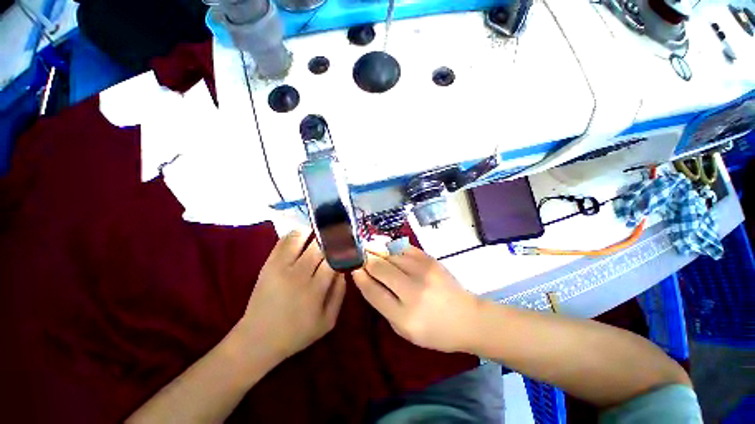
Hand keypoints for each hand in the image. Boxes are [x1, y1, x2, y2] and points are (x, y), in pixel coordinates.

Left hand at [239, 230, 345, 360]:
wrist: (258, 339)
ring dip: (312, 232)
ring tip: (319, 234)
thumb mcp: (328, 321)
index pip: (333, 260)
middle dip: (330, 239)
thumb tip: (343, 269)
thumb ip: (340, 293)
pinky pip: (283, 241)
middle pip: (318, 247)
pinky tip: (303, 235)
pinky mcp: (268, 264)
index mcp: (315, 290)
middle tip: (337, 236)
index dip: (342, 250)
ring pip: (300, 238)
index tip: (348, 245)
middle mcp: (298, 274)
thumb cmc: (297, 332)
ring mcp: (280, 267)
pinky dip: (295, 234)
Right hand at [352, 246, 480, 352]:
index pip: (373, 290)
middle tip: (359, 256)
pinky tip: (386, 246)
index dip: (360, 277)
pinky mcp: (430, 260)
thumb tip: (367, 279)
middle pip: (380, 267)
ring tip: (369, 248)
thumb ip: (383, 304)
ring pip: (390, 254)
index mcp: (405, 316)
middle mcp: (413, 290)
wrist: (467, 317)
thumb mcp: (403, 329)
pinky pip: (404, 248)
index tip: (353, 268)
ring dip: (377, 251)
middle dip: (366, 260)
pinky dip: (392, 246)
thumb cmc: (434, 330)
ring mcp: (423, 271)